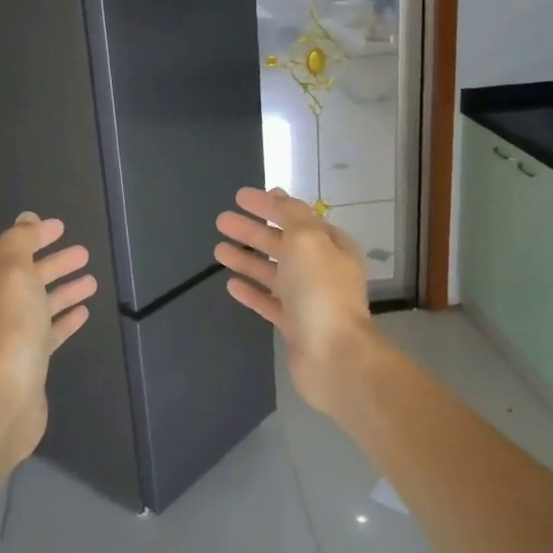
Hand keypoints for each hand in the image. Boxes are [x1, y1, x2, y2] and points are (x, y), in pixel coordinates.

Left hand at [0, 213, 97, 459]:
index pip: (10, 252)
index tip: (60, 227)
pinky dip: (65, 319)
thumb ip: (19, 243)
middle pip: (27, 277)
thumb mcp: (12, 275)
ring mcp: (11, 337)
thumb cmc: (10, 331)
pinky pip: (49, 331)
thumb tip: (26, 219)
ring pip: (40, 304)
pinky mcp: (29, 361)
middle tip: (83, 253)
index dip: (33, 237)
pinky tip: (84, 312)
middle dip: (54, 263)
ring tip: (92, 280)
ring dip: (64, 290)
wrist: (4, 399)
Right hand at [214, 187, 374, 415]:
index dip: (269, 205)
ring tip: (218, 249)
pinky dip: (251, 290)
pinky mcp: (294, 326)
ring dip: (246, 259)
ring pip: (272, 272)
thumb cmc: (320, 291)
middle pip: (282, 243)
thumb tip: (279, 197)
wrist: (333, 356)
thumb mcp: (307, 239)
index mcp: (331, 246)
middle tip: (221, 220)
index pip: (297, 217)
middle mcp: (321, 270)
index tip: (240, 197)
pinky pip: (268, 302)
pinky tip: (230, 284)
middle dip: (252, 231)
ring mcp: (307, 299)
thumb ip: (291, 215)